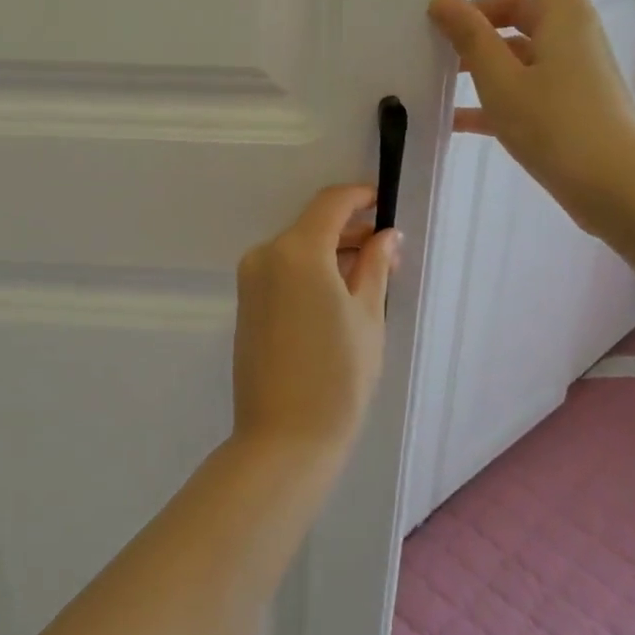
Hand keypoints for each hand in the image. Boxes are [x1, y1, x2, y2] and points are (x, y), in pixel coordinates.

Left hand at [231, 184, 398, 461]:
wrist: (284, 437)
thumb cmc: (338, 376)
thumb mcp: (367, 316)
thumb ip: (374, 266)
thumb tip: (386, 235)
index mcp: (297, 251)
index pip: (330, 203)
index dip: (359, 197)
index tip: (385, 203)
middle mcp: (266, 254)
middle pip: (312, 226)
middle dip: (350, 231)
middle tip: (388, 253)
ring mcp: (251, 279)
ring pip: (298, 248)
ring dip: (331, 252)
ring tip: (369, 276)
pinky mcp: (246, 302)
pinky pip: (283, 270)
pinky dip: (310, 270)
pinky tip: (338, 293)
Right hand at [428, 0, 634, 233]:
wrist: (625, 193)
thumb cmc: (561, 128)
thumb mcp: (502, 81)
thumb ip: (469, 37)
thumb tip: (442, 1)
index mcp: (561, 12)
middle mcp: (569, 32)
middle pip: (519, 2)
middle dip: (475, 15)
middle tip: (432, 38)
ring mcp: (571, 70)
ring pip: (517, 46)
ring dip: (478, 56)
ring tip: (436, 78)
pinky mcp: (569, 103)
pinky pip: (524, 83)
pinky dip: (492, 93)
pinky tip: (455, 119)